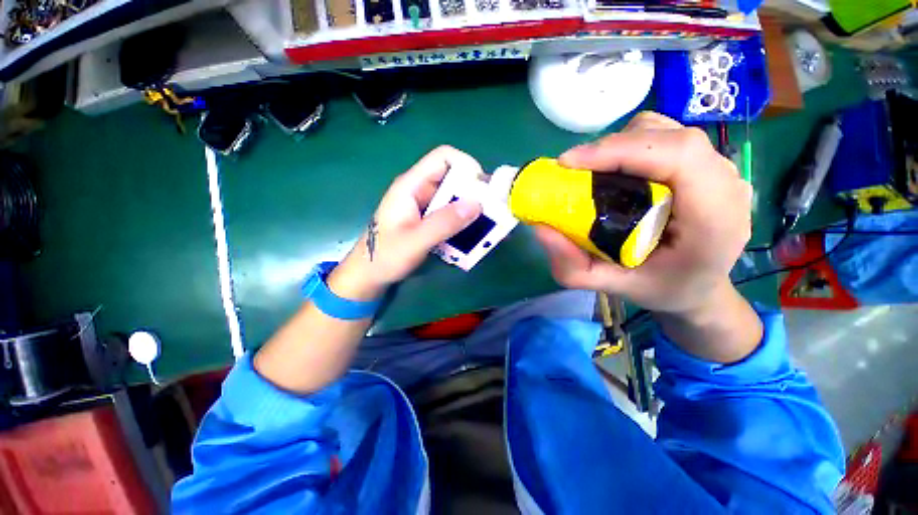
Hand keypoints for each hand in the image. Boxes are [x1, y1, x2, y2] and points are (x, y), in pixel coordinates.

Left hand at [329, 146, 482, 300]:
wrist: (368, 275)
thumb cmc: (384, 257)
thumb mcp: (414, 242)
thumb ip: (443, 223)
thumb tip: (477, 204)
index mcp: (411, 185)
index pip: (443, 157)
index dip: (467, 166)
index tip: (483, 190)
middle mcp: (420, 190)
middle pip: (454, 178)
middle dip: (475, 193)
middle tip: (491, 214)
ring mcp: (425, 206)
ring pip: (455, 198)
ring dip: (471, 210)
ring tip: (486, 228)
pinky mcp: (429, 220)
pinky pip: (451, 214)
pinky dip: (464, 222)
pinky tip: (472, 237)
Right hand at [534, 112, 752, 316]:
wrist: (699, 286)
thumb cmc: (661, 288)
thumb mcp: (610, 286)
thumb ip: (572, 266)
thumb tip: (540, 228)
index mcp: (715, 219)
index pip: (678, 156)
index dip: (620, 150)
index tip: (569, 164)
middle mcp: (726, 185)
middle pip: (669, 137)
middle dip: (611, 147)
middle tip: (572, 171)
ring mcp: (720, 170)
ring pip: (665, 131)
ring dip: (619, 146)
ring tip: (592, 173)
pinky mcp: (705, 165)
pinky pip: (664, 138)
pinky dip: (630, 147)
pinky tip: (615, 173)